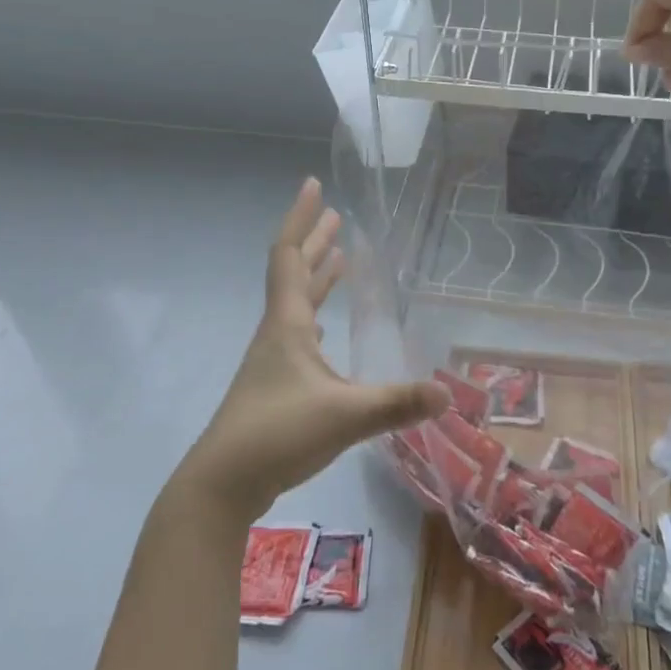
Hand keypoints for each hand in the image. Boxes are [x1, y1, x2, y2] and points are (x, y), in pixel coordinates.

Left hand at [176, 179, 448, 521]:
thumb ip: (397, 404)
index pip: (291, 256)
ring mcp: (273, 359)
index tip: (312, 185)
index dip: (301, 218)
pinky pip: (298, 334)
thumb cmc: (277, 433)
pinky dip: (314, 317)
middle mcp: (278, 332)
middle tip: (335, 215)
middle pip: (295, 273)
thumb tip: (448, 394)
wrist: (221, 483)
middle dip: (315, 241)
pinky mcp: (274, 385)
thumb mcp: (344, 416)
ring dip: (316, 277)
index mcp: (288, 324)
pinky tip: (325, 330)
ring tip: (338, 259)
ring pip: (296, 305)